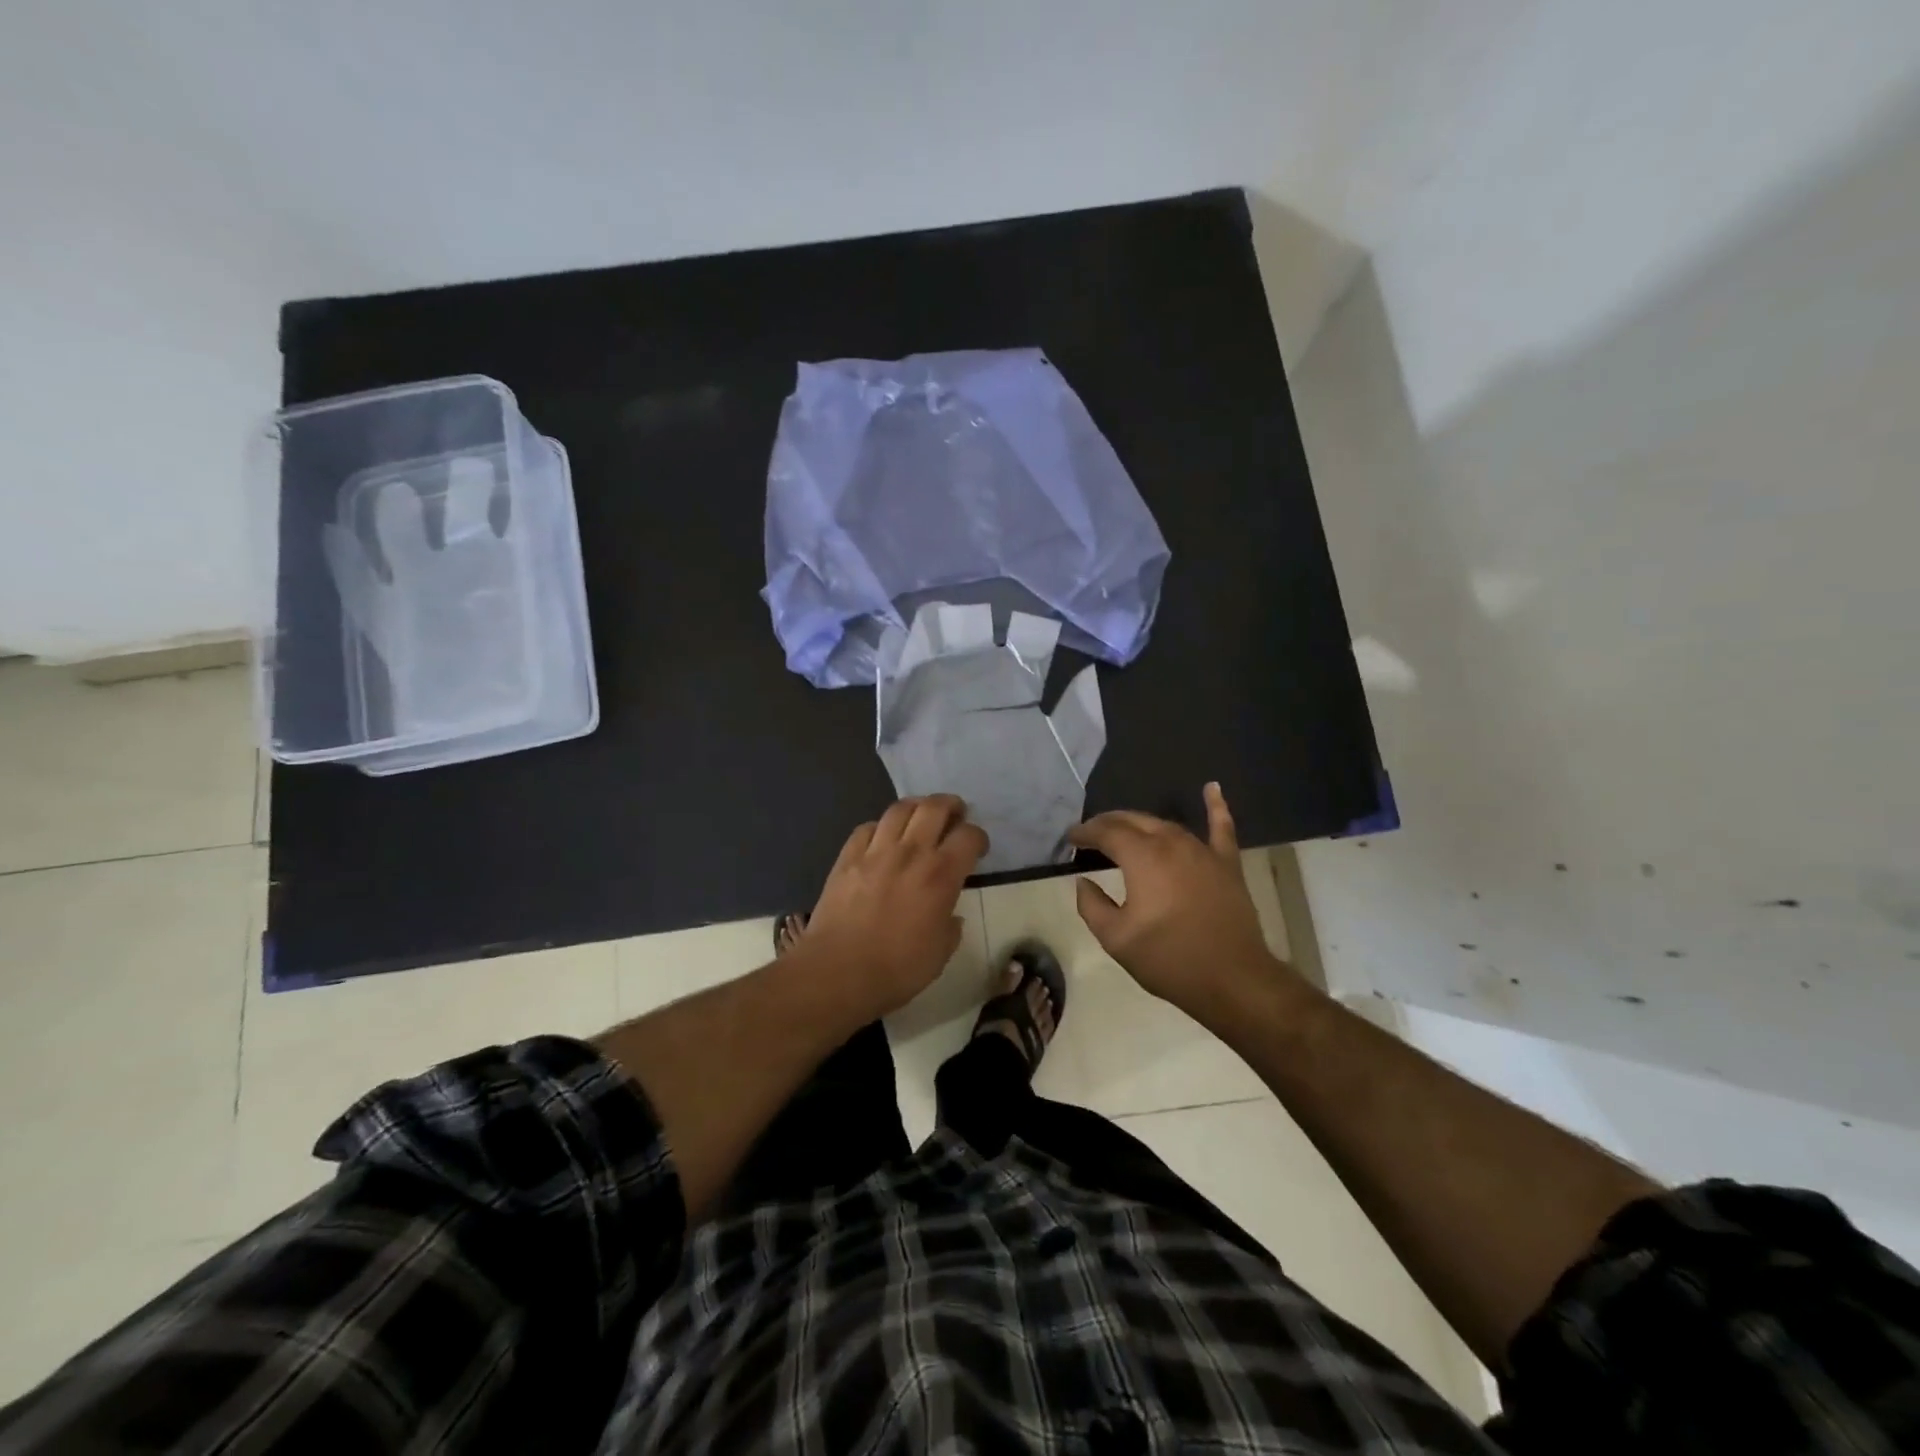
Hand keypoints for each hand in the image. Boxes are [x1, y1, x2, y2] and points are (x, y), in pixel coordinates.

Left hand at [799, 795, 988, 1018]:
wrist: (837, 972)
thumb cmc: (897, 969)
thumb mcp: (940, 954)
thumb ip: (950, 927)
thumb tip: (949, 915)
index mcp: (941, 875)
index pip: (969, 837)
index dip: (978, 838)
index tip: (977, 849)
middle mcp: (911, 852)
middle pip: (935, 807)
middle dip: (951, 806)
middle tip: (955, 815)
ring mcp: (876, 851)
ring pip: (900, 808)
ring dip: (917, 806)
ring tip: (921, 816)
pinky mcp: (848, 857)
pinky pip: (867, 827)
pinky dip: (881, 827)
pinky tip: (883, 838)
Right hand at [1070, 783, 1287, 1013]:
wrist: (1233, 979)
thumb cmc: (1169, 959)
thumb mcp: (1117, 939)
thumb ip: (1092, 905)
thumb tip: (1083, 882)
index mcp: (1142, 857)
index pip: (1106, 832)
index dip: (1085, 832)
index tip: (1070, 838)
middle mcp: (1171, 843)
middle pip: (1134, 821)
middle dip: (1109, 823)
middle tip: (1091, 834)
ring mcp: (1203, 850)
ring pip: (1166, 825)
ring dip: (1142, 824)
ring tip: (1124, 829)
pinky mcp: (1226, 864)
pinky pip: (1221, 827)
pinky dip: (1216, 806)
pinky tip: (1212, 787)